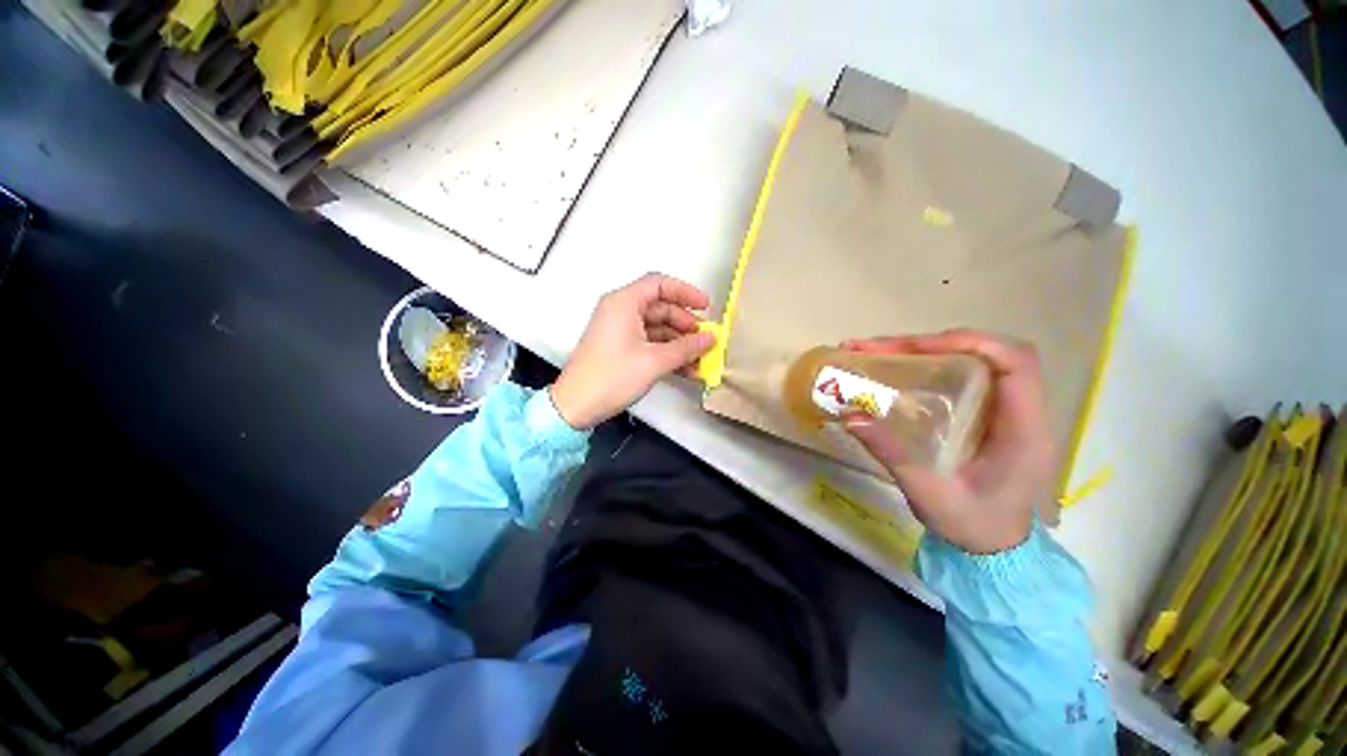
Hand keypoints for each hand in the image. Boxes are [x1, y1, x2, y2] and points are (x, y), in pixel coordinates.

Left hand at [551, 273, 715, 429]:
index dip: (686, 292)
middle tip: (705, 340)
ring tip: (700, 359)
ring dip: (679, 343)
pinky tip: (685, 369)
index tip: (706, 307)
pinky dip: (668, 352)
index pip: (660, 284)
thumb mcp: (654, 361)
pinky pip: (650, 342)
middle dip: (685, 324)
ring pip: (658, 328)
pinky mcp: (621, 348)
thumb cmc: (612, 377)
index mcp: (624, 302)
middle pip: (661, 307)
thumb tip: (710, 339)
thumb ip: (686, 348)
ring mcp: (620, 330)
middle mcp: (621, 311)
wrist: (576, 406)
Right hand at [842, 330, 1054, 553]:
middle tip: (874, 349)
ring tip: (875, 353)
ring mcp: (1005, 410)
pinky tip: (896, 371)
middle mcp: (1021, 411)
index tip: (914, 347)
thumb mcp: (928, 493)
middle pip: (986, 353)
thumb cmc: (971, 525)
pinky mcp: (988, 414)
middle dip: (930, 343)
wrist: (994, 548)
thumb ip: (892, 453)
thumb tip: (851, 415)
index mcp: (1022, 430)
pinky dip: (928, 364)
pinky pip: (962, 375)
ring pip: (973, 360)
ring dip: (924, 350)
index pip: (1015, 363)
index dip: (970, 342)